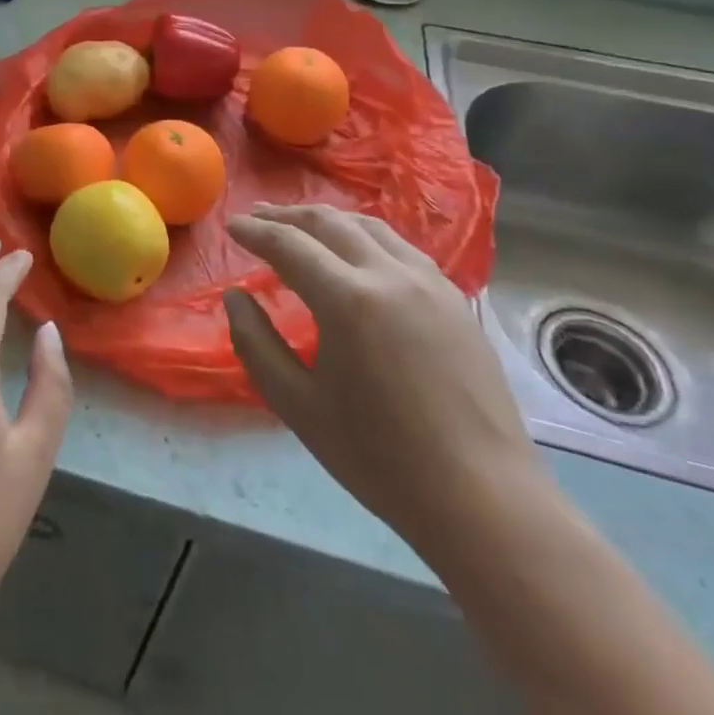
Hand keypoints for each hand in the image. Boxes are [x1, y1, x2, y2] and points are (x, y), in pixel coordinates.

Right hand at [223, 204, 543, 563]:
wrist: (483, 499)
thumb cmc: (380, 457)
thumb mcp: (297, 405)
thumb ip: (256, 343)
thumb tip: (236, 297)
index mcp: (348, 299)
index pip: (288, 245)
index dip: (254, 231)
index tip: (230, 225)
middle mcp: (390, 275)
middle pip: (329, 223)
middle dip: (287, 216)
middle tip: (257, 217)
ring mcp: (430, 284)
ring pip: (370, 227)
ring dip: (328, 220)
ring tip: (302, 226)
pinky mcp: (456, 301)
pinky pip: (401, 248)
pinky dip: (365, 237)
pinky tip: (357, 253)